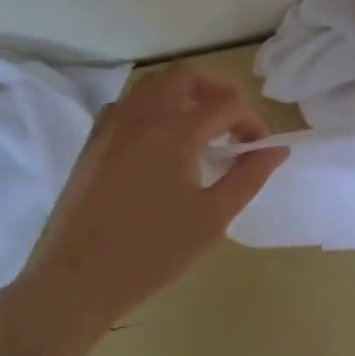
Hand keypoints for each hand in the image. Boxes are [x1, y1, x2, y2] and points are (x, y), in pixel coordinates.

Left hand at [12, 66, 286, 331]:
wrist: (78, 279)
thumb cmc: (153, 251)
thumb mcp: (213, 217)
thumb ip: (248, 176)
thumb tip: (276, 149)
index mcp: (175, 132)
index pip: (227, 105)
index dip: (252, 122)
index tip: (259, 149)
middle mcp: (142, 116)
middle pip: (184, 76)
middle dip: (216, 91)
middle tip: (231, 122)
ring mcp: (112, 126)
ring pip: (152, 85)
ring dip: (182, 95)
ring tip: (199, 129)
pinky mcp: (93, 143)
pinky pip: (127, 106)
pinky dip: (151, 109)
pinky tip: (159, 143)